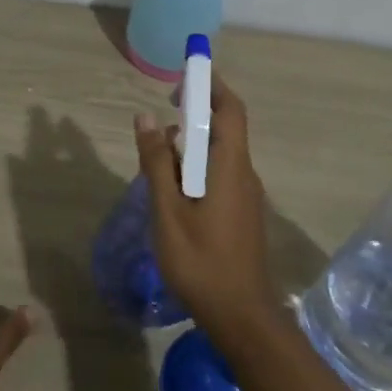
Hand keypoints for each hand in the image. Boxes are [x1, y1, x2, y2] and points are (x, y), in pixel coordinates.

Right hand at [133, 75, 278, 339]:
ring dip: (193, 143)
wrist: (241, 316)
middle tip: (161, 114)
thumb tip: (145, 117)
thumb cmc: (201, 262)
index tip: (184, 74)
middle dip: (196, 112)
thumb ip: (156, 162)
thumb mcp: (168, 211)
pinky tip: (172, 188)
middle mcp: (244, 173)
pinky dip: (197, 166)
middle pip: (226, 127)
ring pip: (220, 153)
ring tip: (158, 155)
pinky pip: (220, 173)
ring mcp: (245, 194)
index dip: (210, 84)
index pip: (230, 109)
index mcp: (230, 166)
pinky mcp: (241, 212)